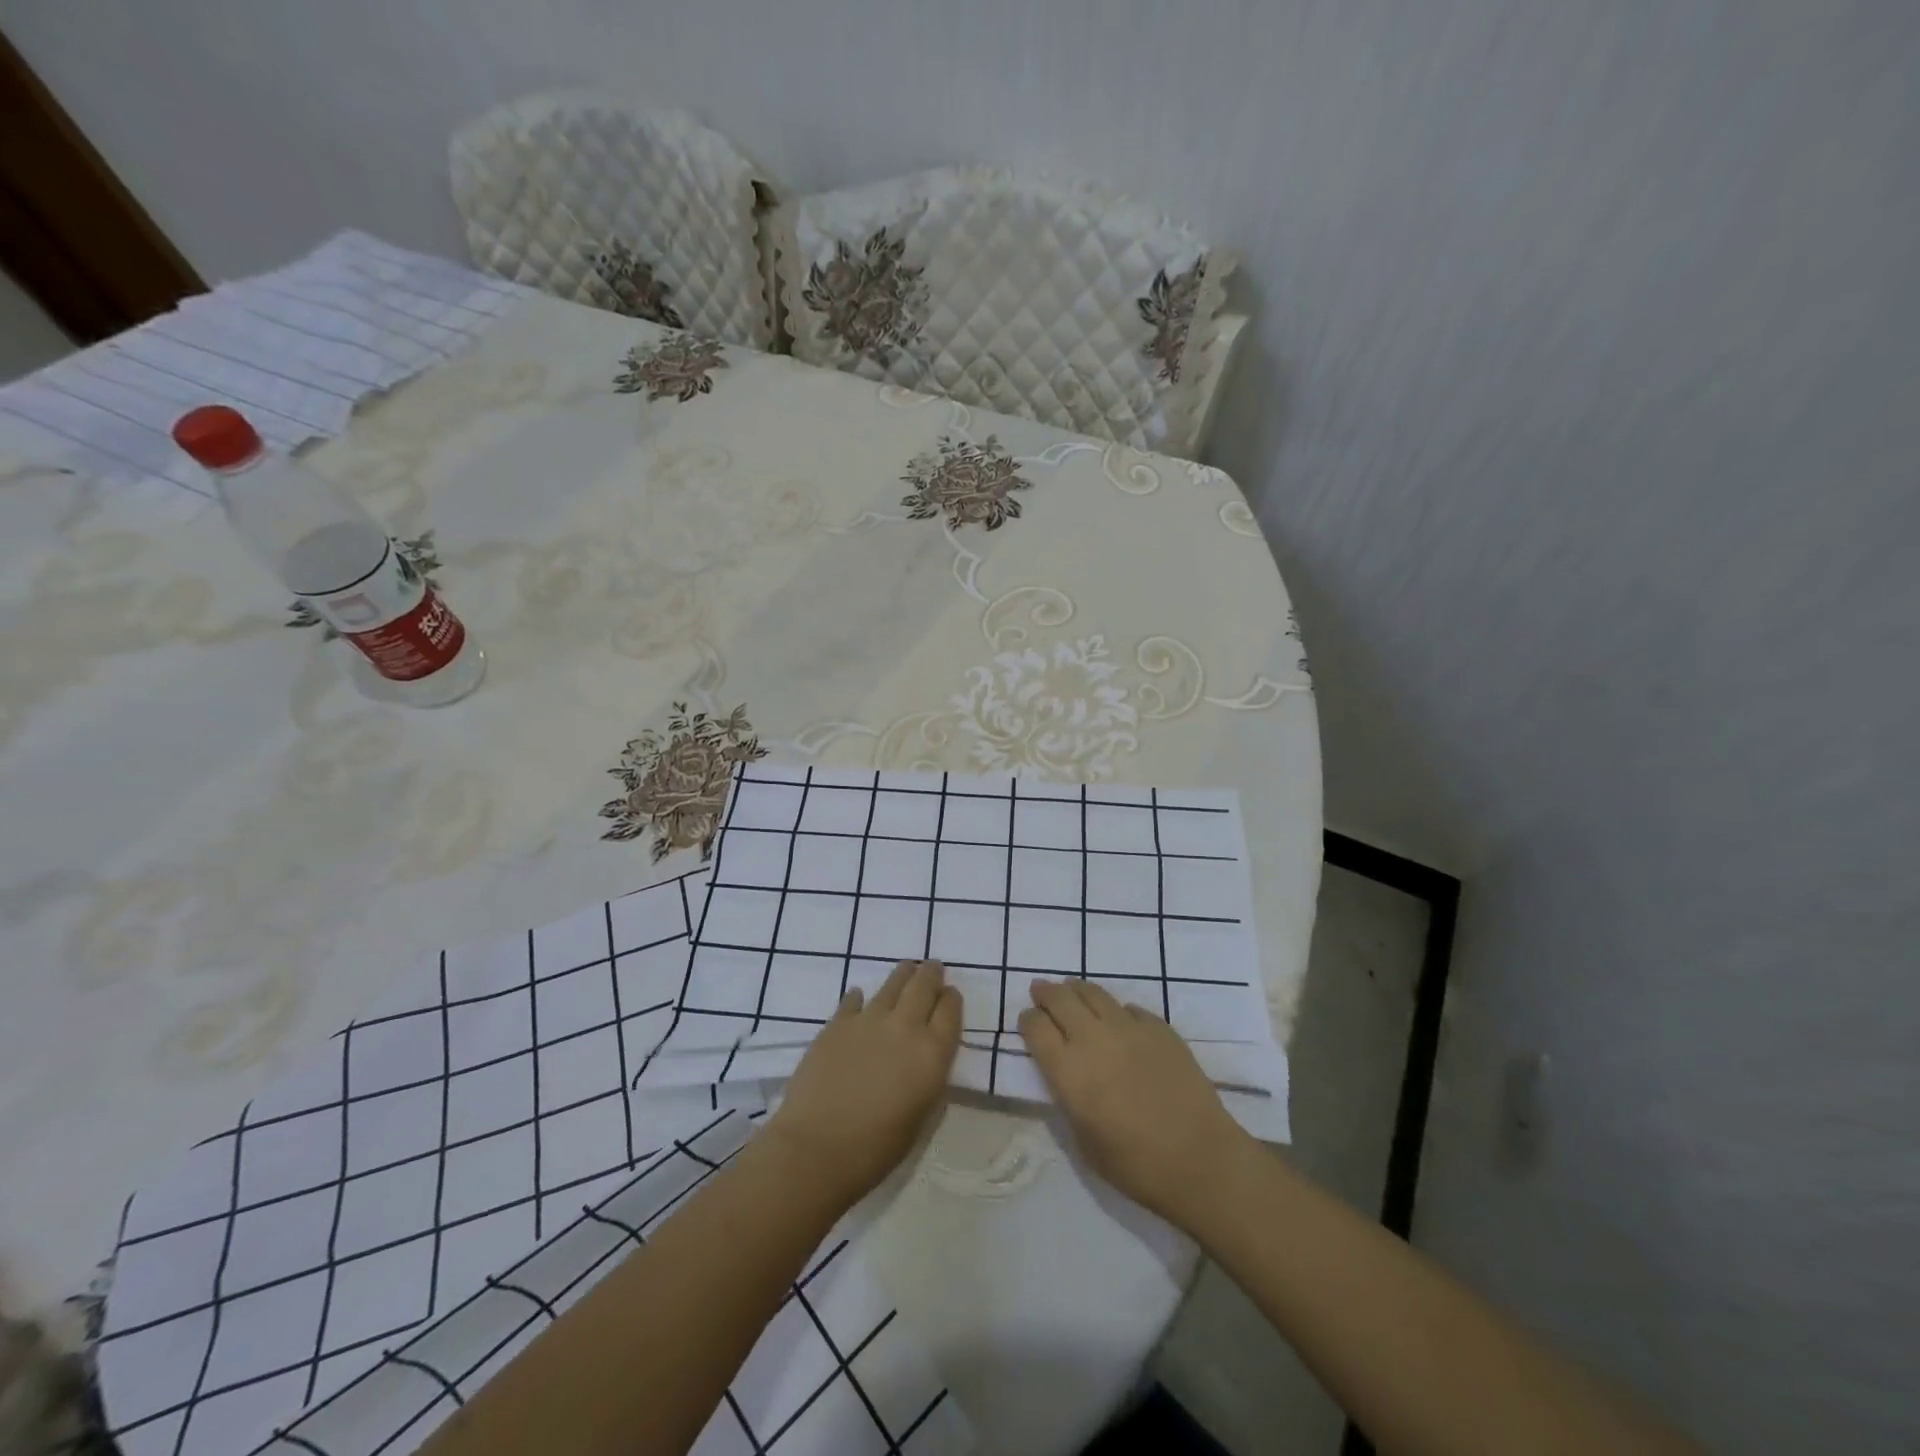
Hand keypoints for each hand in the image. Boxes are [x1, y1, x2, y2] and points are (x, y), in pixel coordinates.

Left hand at [765, 960, 961, 1208]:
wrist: (817, 1147)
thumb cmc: (876, 1148)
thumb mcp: (921, 1116)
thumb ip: (929, 1078)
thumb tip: (926, 1058)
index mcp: (932, 1053)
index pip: (950, 1010)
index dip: (951, 999)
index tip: (950, 994)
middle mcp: (904, 1026)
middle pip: (923, 986)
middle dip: (931, 974)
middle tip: (933, 967)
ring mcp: (868, 1020)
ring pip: (892, 984)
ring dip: (903, 975)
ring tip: (907, 968)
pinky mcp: (837, 1024)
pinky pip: (853, 1000)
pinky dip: (860, 996)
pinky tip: (860, 996)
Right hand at [1019, 978, 1250, 1228]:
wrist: (1200, 1159)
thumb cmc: (1135, 1165)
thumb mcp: (1083, 1140)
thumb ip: (1068, 1097)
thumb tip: (1065, 1073)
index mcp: (1068, 1070)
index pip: (1036, 1027)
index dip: (1028, 1020)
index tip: (1028, 1021)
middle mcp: (1093, 1038)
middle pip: (1060, 999)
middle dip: (1046, 993)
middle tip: (1041, 991)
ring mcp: (1128, 1028)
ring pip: (1094, 993)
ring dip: (1076, 990)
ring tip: (1072, 990)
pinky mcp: (1159, 1028)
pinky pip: (1128, 1008)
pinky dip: (1115, 1010)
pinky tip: (1117, 1019)